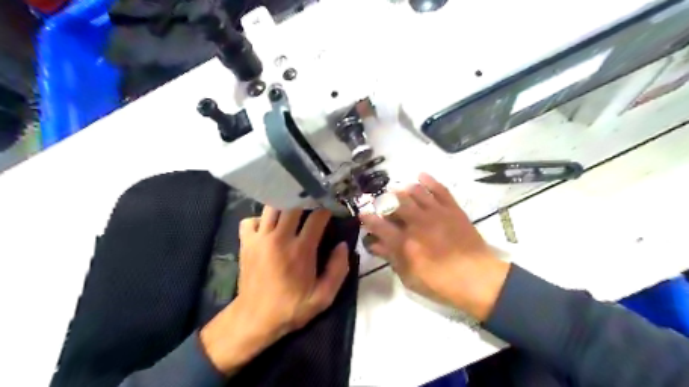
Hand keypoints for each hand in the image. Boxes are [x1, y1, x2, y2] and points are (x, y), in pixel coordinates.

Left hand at [201, 209, 349, 373]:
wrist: (255, 319)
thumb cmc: (292, 307)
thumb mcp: (324, 296)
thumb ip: (338, 270)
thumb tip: (343, 245)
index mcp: (300, 250)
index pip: (317, 216)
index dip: (327, 208)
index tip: (332, 208)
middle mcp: (279, 238)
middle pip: (293, 204)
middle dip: (305, 200)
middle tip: (313, 203)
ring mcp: (259, 238)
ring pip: (272, 207)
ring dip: (284, 205)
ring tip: (293, 210)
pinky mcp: (245, 242)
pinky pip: (250, 220)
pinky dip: (260, 219)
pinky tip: (268, 227)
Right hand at [358, 173, 507, 319]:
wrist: (477, 278)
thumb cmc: (440, 283)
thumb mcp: (409, 276)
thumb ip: (391, 257)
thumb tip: (375, 244)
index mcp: (404, 242)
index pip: (379, 225)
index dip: (368, 218)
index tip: (362, 213)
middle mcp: (417, 223)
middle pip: (394, 203)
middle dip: (383, 200)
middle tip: (380, 201)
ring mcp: (436, 213)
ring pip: (415, 192)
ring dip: (402, 188)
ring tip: (397, 189)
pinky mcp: (452, 209)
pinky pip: (439, 189)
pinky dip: (429, 180)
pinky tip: (420, 175)